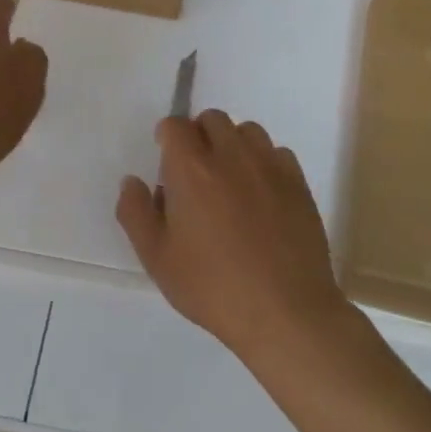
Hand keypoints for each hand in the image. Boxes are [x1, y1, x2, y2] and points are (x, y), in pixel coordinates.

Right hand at [116, 110, 348, 361]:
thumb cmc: (213, 287)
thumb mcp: (157, 258)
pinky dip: (264, 163)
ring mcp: (268, 165)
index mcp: (191, 168)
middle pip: (212, 119)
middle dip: (199, 136)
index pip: (175, 126)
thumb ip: (135, 213)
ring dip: (233, 144)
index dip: (167, 138)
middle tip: (196, 174)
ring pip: (247, 130)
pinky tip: (261, 195)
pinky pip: (277, 153)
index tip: (166, 164)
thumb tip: (132, 181)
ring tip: (230, 180)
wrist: (285, 312)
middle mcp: (230, 154)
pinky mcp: (298, 182)